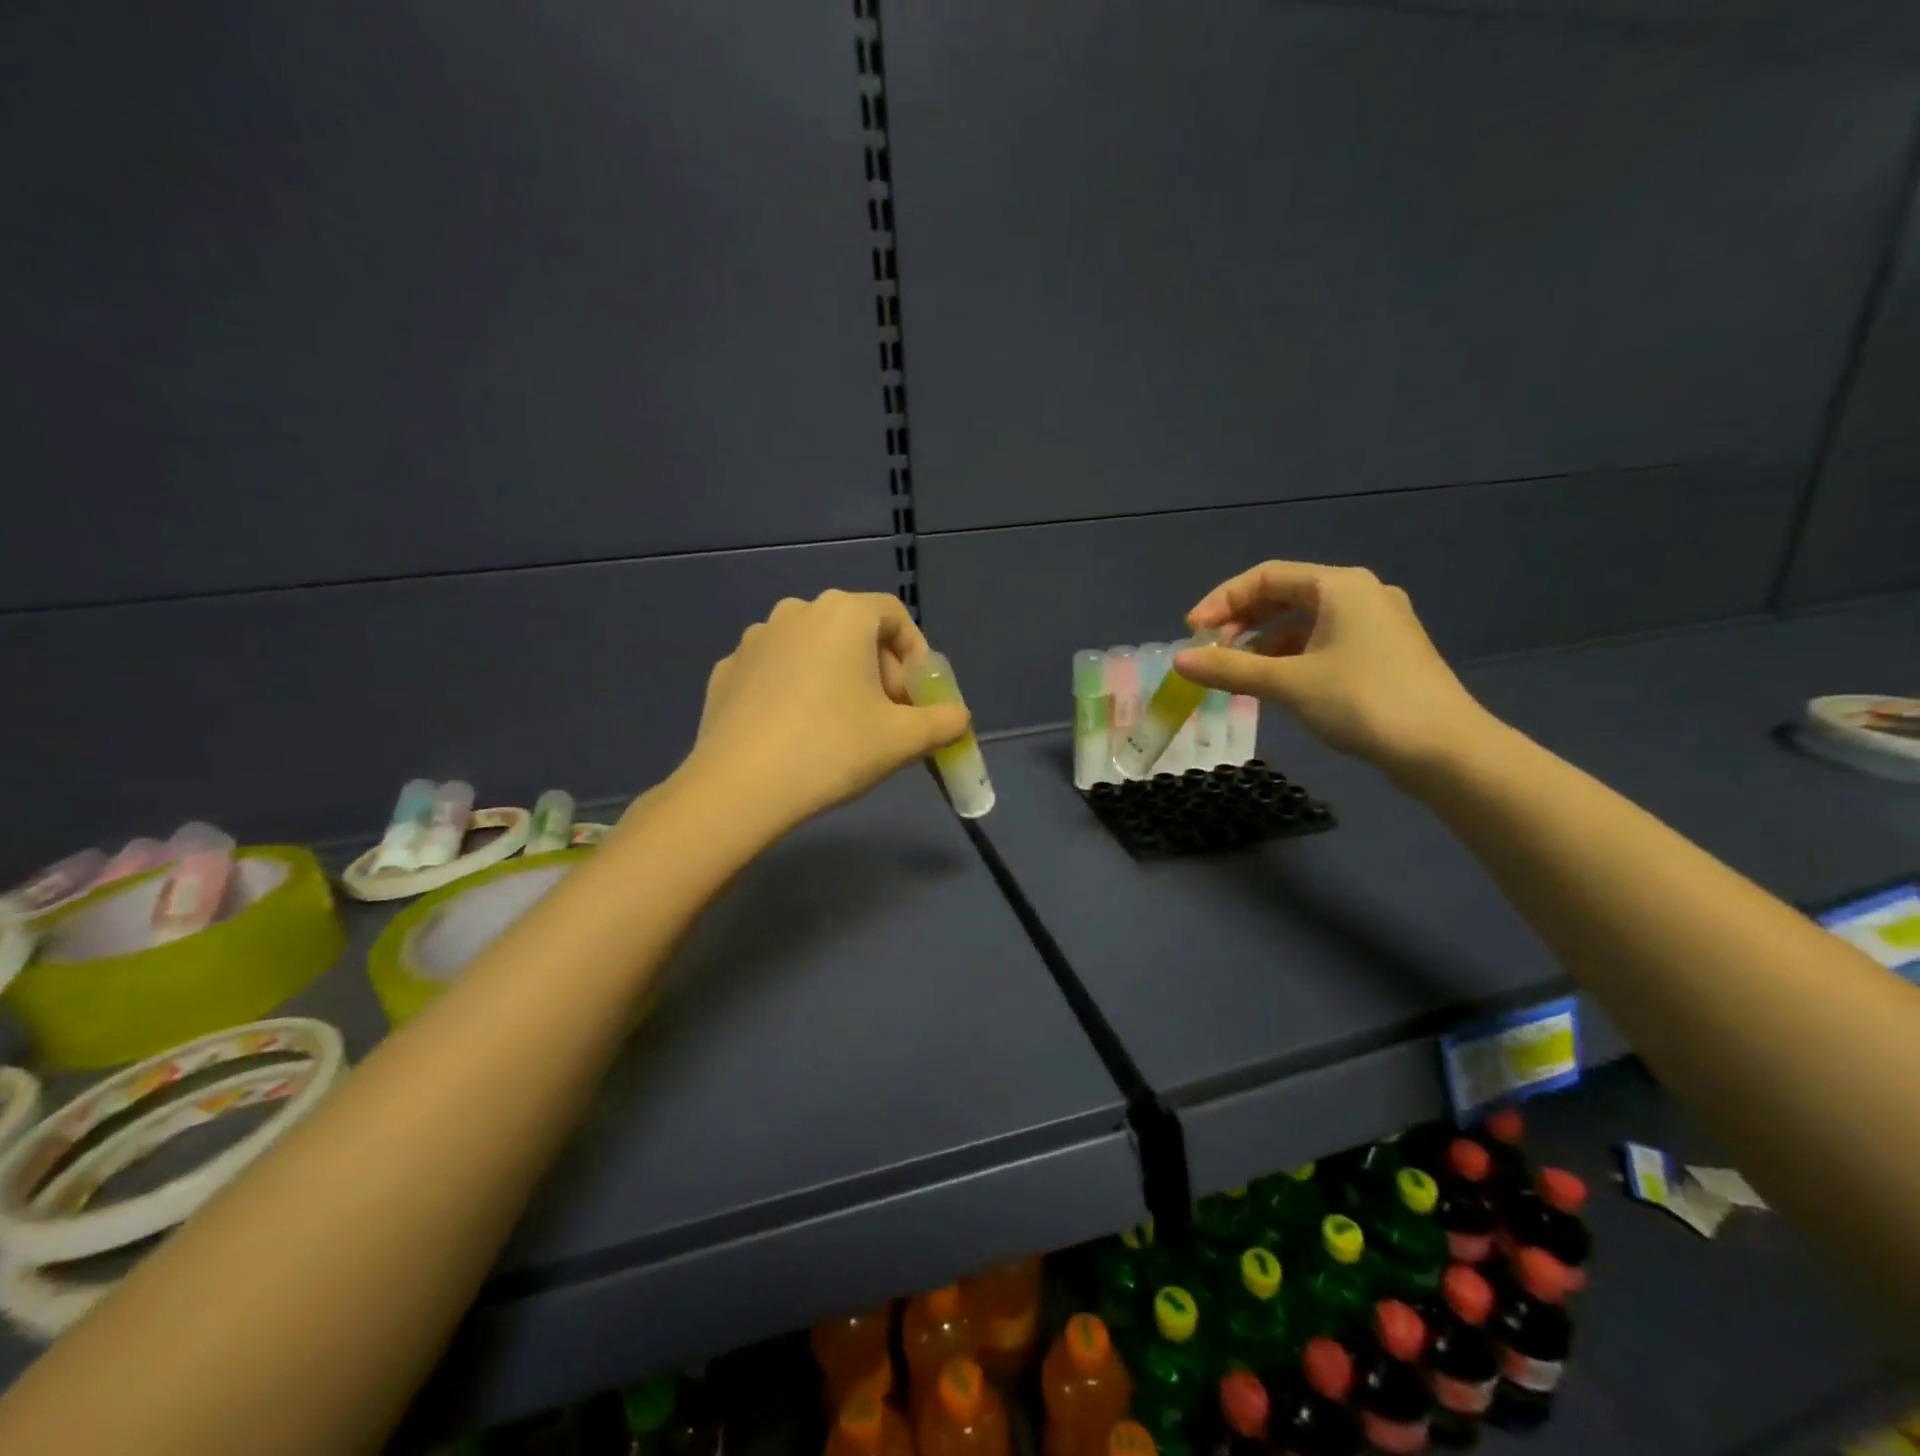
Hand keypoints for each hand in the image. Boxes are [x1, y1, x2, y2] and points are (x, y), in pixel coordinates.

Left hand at [679, 590, 970, 831]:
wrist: (739, 787)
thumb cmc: (832, 749)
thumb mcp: (903, 740)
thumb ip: (942, 722)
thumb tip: (959, 717)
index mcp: (842, 615)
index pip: (894, 616)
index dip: (914, 655)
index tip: (916, 696)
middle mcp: (796, 613)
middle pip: (853, 631)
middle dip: (878, 669)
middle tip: (886, 716)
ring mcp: (754, 640)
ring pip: (812, 650)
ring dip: (836, 677)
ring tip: (840, 725)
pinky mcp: (727, 671)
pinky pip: (776, 671)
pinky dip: (795, 691)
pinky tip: (795, 732)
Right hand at [1173, 561, 1492, 776]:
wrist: (1444, 750)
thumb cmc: (1361, 702)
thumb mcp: (1286, 683)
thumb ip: (1229, 669)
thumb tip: (1178, 661)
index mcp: (1340, 586)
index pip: (1265, 577)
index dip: (1221, 601)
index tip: (1192, 632)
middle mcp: (1360, 594)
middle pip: (1285, 596)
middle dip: (1241, 623)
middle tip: (1210, 654)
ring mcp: (1377, 625)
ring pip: (1304, 623)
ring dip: (1263, 644)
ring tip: (1236, 675)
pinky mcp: (1384, 655)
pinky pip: (1323, 644)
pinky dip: (1291, 658)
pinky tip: (1274, 686)